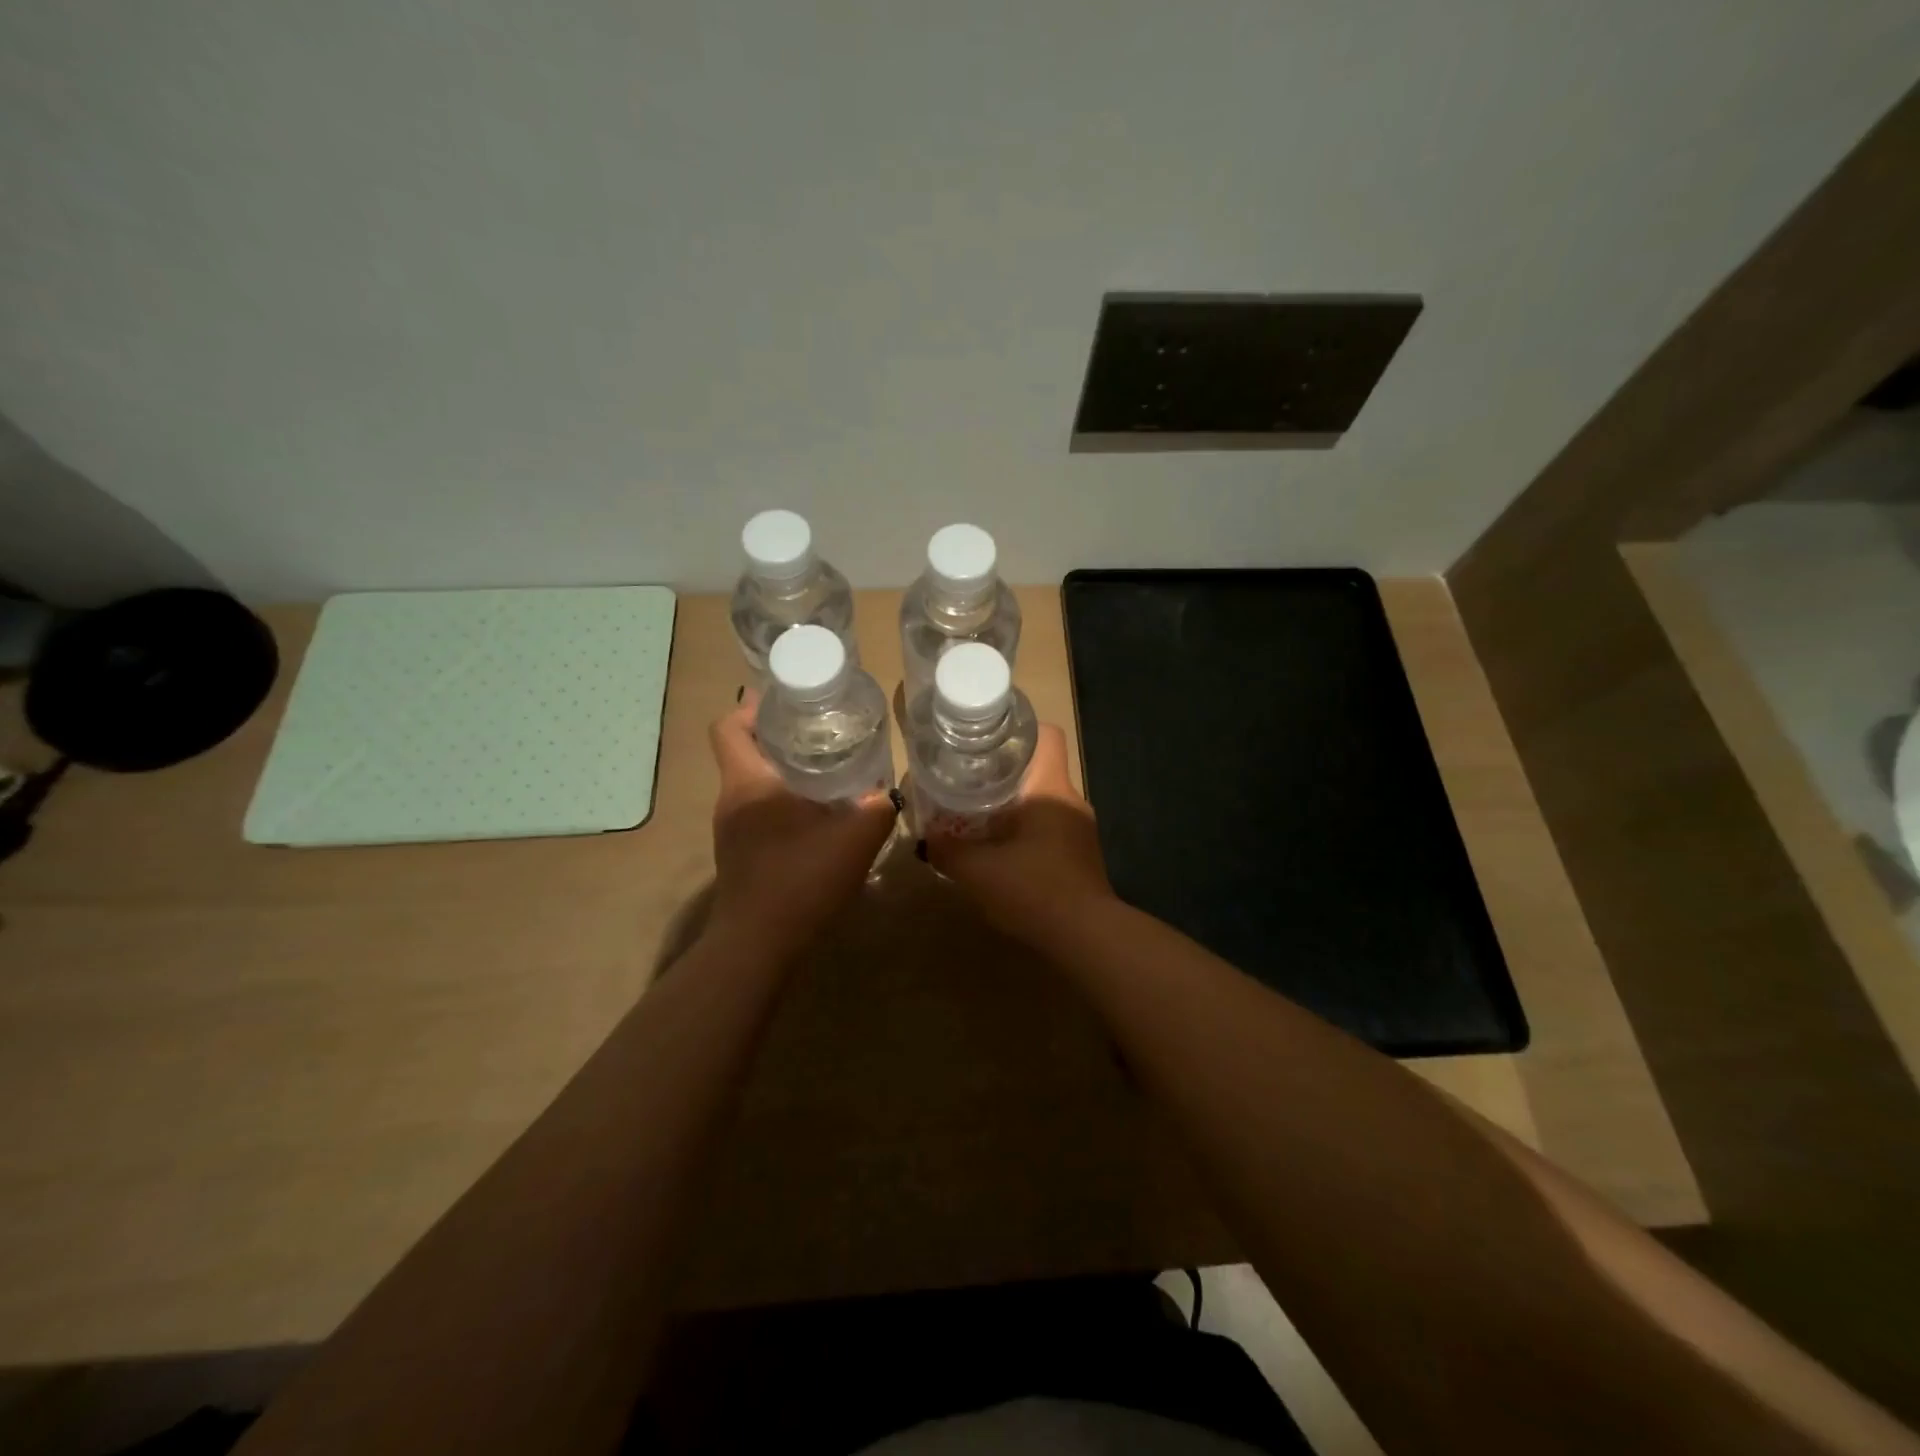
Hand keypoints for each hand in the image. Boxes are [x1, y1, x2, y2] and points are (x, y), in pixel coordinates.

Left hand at [706, 695, 897, 956]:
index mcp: (748, 782)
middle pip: (744, 751)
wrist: (758, 946)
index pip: (730, 727)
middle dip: (779, 736)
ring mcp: (731, 830)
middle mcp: (732, 800)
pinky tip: (819, 817)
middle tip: (822, 730)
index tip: (786, 700)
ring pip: (754, 784)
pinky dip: (784, 803)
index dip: (753, 707)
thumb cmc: (800, 880)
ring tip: (828, 770)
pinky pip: (759, 812)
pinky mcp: (741, 855)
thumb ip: (878, 808)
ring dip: (784, 772)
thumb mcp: (854, 838)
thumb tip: (890, 792)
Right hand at [926, 724, 1115, 948]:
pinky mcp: (1080, 856)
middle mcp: (1071, 800)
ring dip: (1012, 806)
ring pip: (1042, 801)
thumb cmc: (1034, 889)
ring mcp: (1080, 830)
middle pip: (1038, 768)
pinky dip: (1025, 833)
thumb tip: (927, 838)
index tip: (986, 739)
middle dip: (1003, 772)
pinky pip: (1048, 829)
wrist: (1087, 938)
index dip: (1018, 728)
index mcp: (1051, 788)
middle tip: (967, 779)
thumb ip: (948, 851)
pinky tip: (1000, 853)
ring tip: (976, 816)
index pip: (1046, 735)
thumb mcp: (978, 871)